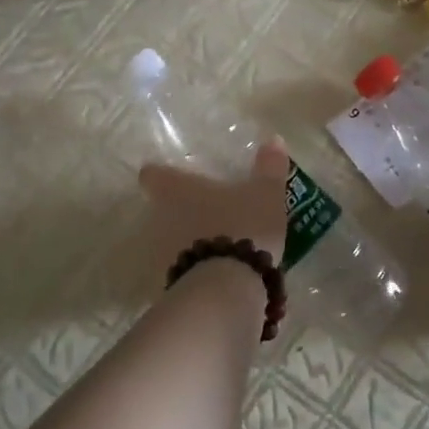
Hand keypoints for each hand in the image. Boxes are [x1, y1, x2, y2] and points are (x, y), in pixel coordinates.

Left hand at [138, 139, 290, 272]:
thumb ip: (269, 168)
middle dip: (181, 210)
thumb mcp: (265, 195)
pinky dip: (201, 269)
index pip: (154, 175)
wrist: (228, 288)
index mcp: (179, 190)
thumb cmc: (243, 227)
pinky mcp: (175, 284)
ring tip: (221, 243)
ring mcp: (167, 254)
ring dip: (192, 241)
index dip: (159, 174)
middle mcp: (164, 218)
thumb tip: (274, 139)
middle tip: (208, 209)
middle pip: (163, 209)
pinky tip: (224, 272)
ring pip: (174, 240)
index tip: (169, 175)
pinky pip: (188, 269)